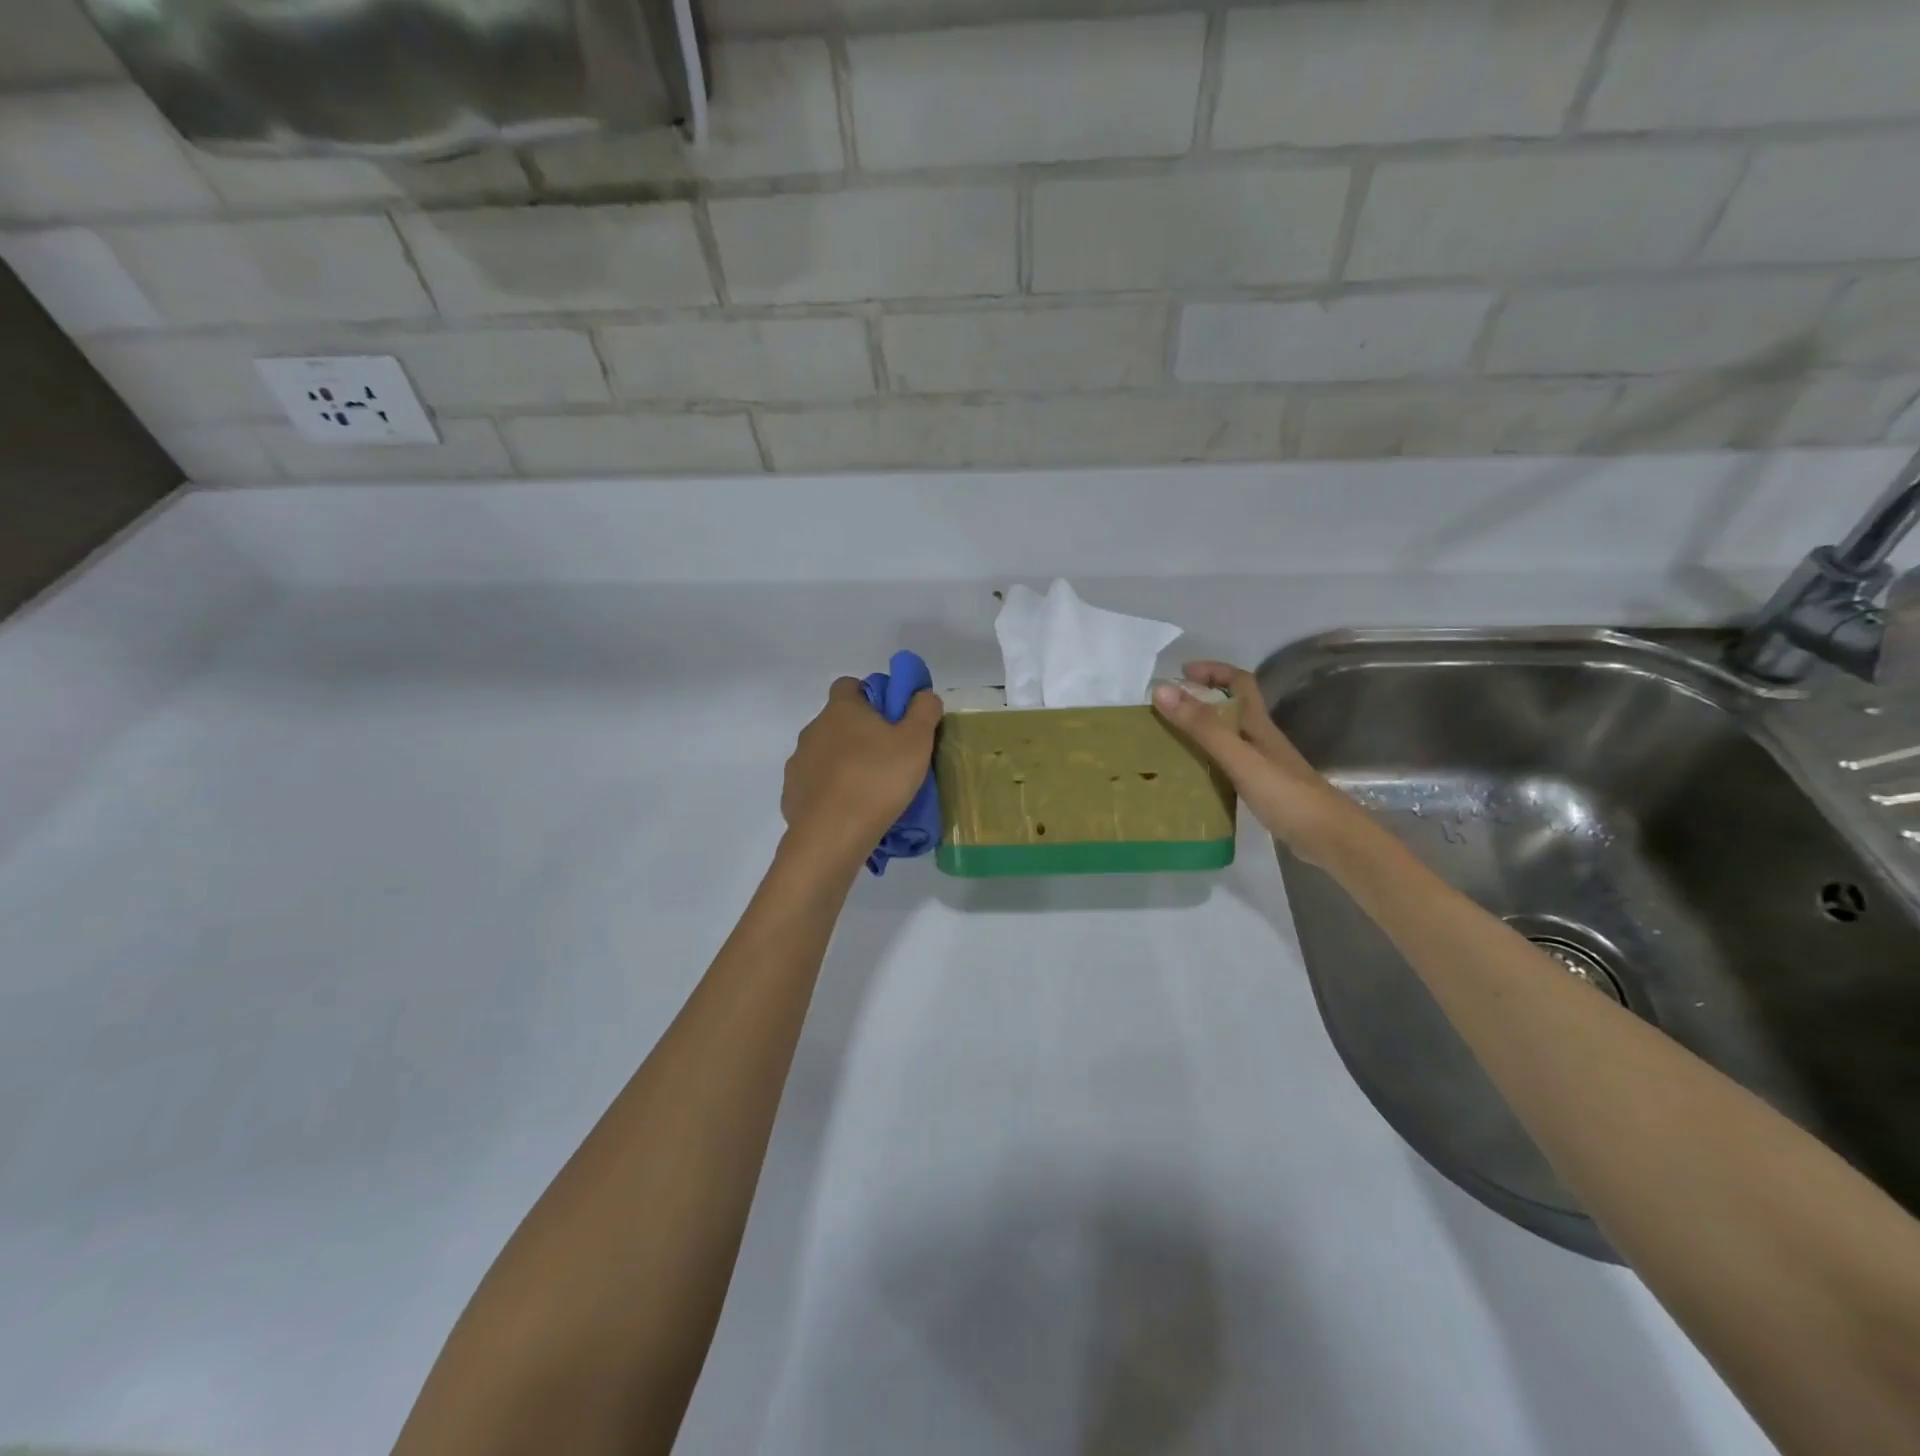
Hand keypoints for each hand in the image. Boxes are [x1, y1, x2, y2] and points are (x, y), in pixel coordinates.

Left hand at [782, 677, 943, 858]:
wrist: (832, 835)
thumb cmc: (878, 779)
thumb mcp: (917, 741)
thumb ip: (924, 710)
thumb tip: (922, 695)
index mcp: (841, 710)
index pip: (849, 685)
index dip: (871, 696)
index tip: (891, 717)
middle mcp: (813, 729)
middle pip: (838, 722)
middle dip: (860, 734)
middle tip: (889, 757)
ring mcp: (798, 763)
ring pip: (825, 754)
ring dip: (844, 764)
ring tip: (871, 790)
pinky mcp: (792, 795)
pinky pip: (815, 785)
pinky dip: (831, 793)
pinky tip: (850, 811)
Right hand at [1151, 660, 1360, 864]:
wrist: (1329, 838)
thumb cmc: (1286, 794)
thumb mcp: (1239, 757)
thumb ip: (1203, 726)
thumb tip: (1161, 690)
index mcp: (1259, 725)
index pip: (1239, 682)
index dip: (1213, 671)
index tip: (1181, 673)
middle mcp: (1262, 740)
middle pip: (1232, 709)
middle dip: (1201, 701)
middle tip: (1167, 711)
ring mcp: (1264, 766)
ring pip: (1229, 738)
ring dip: (1202, 733)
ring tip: (1170, 742)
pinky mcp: (1263, 790)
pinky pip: (1229, 766)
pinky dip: (1209, 763)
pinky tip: (1193, 778)